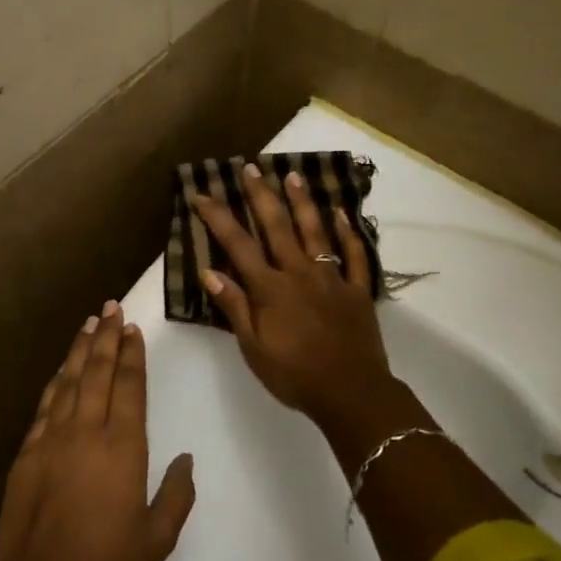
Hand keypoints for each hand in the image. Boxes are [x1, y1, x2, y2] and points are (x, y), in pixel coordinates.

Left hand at [0, 303, 195, 560]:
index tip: (133, 330)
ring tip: (89, 324)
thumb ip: (177, 494)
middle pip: (97, 373)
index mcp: (122, 450)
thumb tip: (186, 459)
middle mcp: (86, 434)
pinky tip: (61, 371)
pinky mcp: (26, 456)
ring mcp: (51, 442)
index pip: (128, 387)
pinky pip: (44, 408)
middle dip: (106, 338)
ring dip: (79, 351)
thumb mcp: (158, 539)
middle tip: (111, 308)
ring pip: (68, 383)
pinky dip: (55, 383)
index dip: (132, 356)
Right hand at [194, 164, 396, 431]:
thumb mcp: (254, 348)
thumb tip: (209, 272)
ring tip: (293, 175)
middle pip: (278, 227)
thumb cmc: (295, 375)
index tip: (202, 193)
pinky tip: (342, 213)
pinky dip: (349, 232)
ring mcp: (332, 278)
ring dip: (303, 202)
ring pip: (316, 231)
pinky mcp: (357, 290)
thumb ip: (235, 308)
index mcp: (271, 288)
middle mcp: (299, 273)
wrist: (351, 393)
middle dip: (261, 195)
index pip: (238, 245)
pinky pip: (354, 255)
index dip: (218, 218)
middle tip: (250, 168)